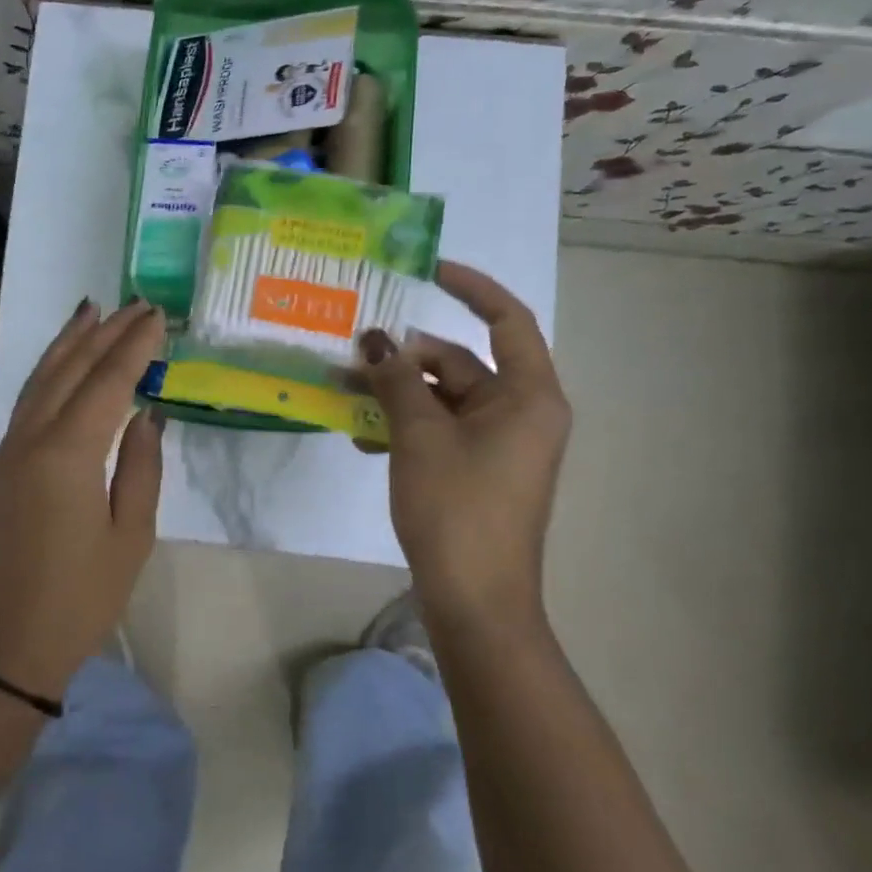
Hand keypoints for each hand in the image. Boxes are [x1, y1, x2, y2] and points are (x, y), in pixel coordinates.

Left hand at [0, 299, 166, 702]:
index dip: (135, 346)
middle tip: (134, 304)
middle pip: (71, 369)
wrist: (1, 650)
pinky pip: (27, 402)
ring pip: (41, 379)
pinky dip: (48, 373)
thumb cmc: (78, 600)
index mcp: (69, 453)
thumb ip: (141, 467)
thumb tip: (147, 415)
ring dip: (68, 343)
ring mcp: (9, 451)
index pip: (108, 381)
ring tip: (92, 313)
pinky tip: (61, 366)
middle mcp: (33, 439)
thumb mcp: (129, 538)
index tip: (158, 316)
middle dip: (104, 333)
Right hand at [359, 261, 570, 628]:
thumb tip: (375, 341)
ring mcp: (498, 443)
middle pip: (459, 363)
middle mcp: (519, 412)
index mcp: (527, 396)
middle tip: (351, 357)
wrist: (475, 601)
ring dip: (395, 394)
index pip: (506, 320)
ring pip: (441, 398)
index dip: (470, 287)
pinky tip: (361, 436)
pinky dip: (404, 426)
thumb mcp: (418, 436)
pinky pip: (438, 429)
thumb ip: (396, 381)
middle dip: (403, 359)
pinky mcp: (476, 468)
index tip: (427, 270)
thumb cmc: (457, 509)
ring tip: (344, 396)